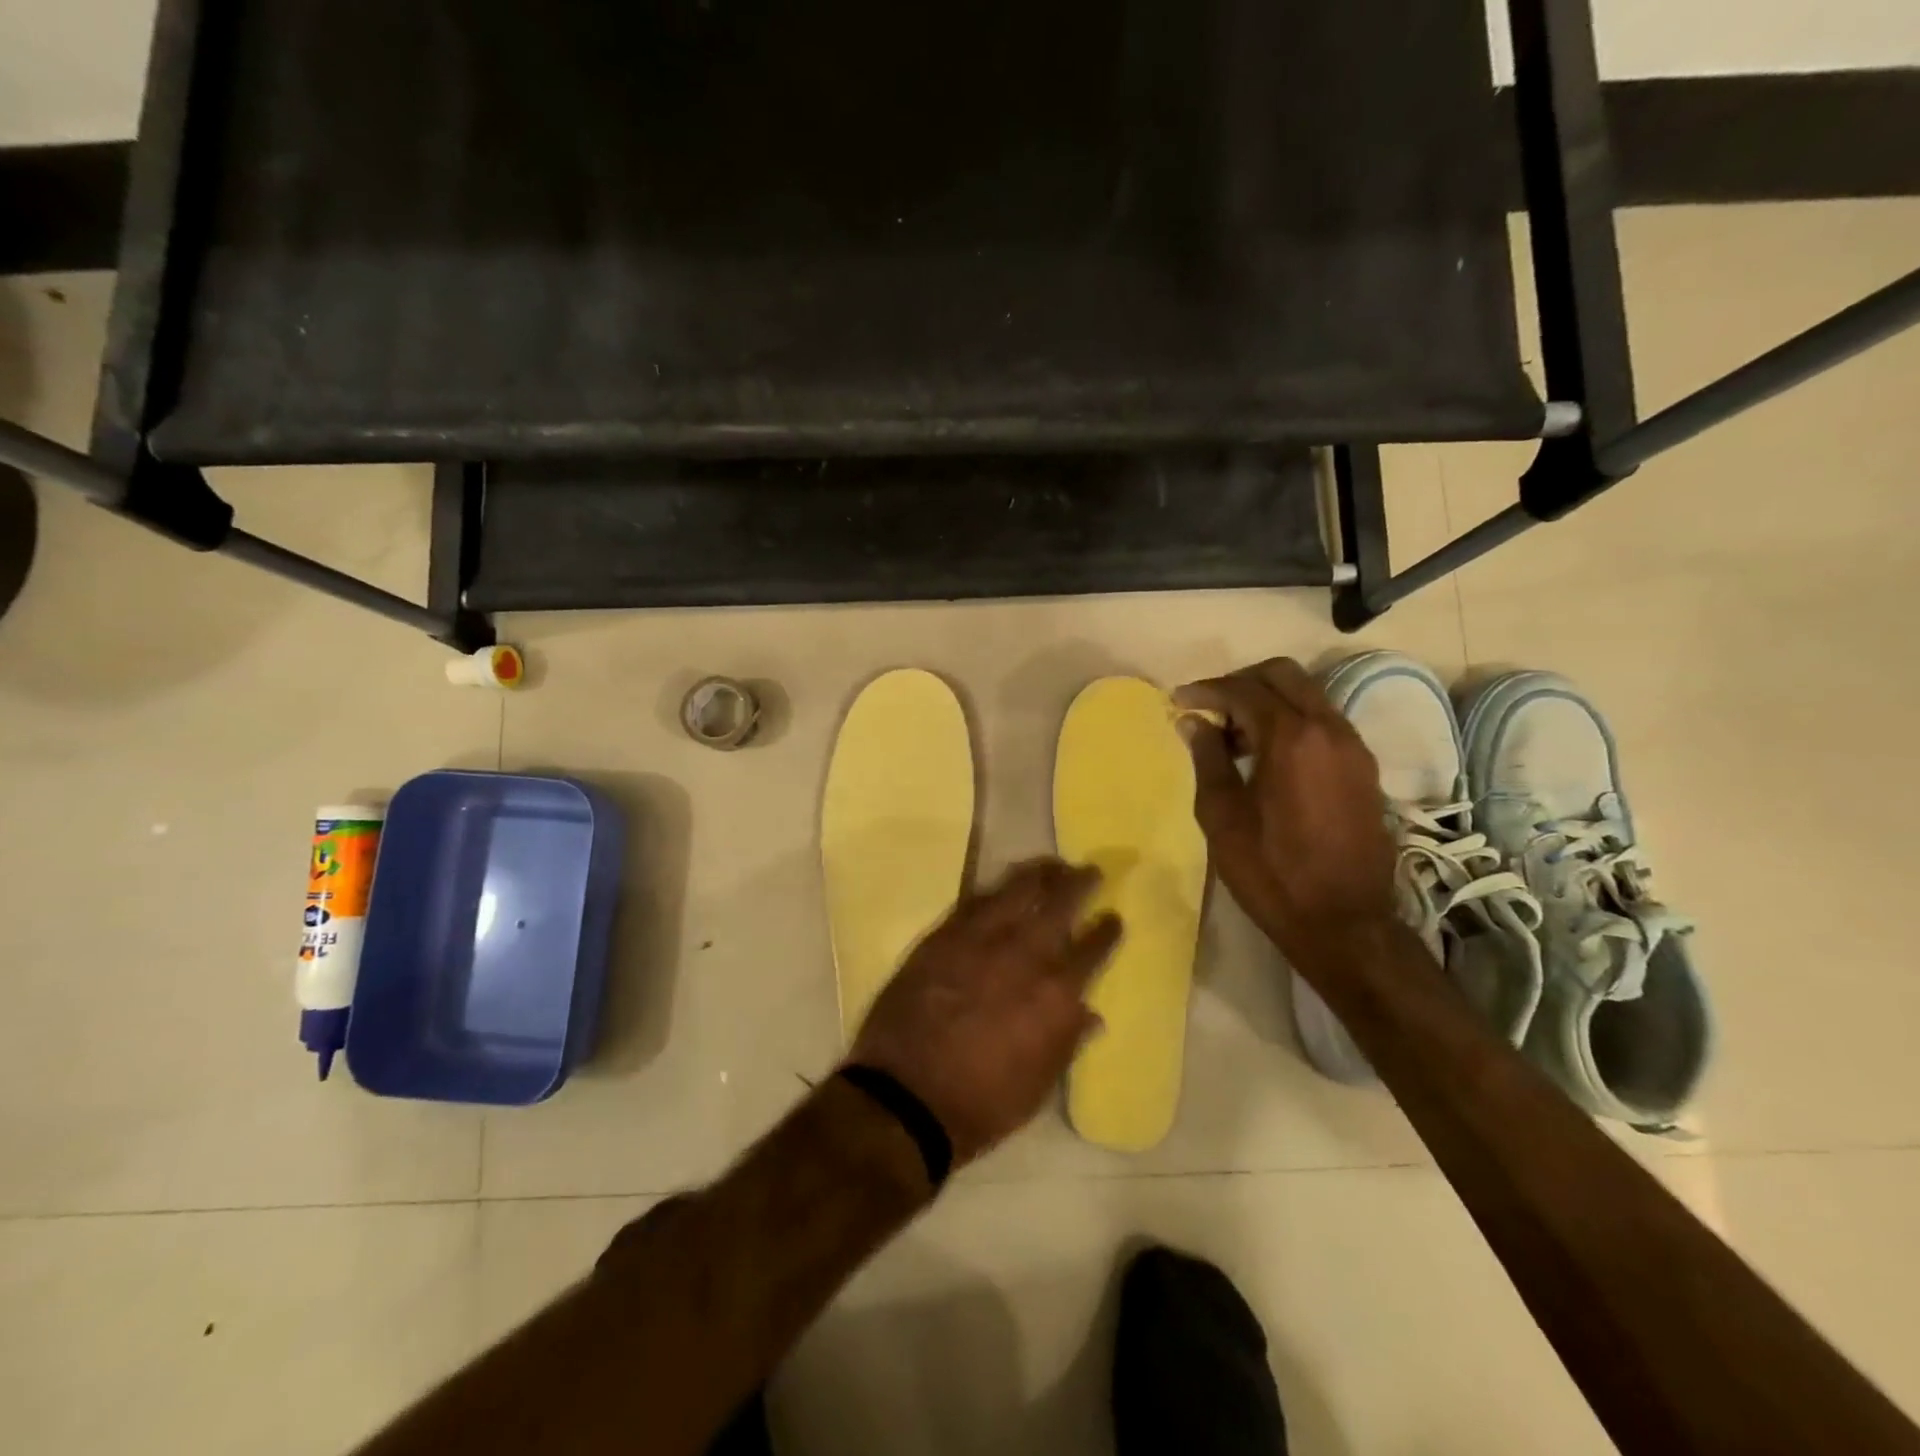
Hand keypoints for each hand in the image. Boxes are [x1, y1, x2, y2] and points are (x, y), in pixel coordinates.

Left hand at [847, 859, 1122, 1166]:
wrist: (907, 1095)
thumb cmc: (983, 1102)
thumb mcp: (1040, 1084)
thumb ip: (1067, 1041)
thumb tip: (1091, 1014)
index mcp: (1057, 992)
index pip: (1093, 947)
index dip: (1107, 930)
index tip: (1113, 917)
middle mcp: (1025, 954)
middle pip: (1060, 903)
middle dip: (1079, 883)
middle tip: (1089, 871)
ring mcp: (982, 938)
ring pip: (1017, 889)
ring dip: (1039, 873)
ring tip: (1050, 864)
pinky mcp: (944, 934)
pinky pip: (975, 899)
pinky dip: (994, 889)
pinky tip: (1001, 886)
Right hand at [1173, 658, 1396, 962]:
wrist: (1344, 923)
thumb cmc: (1272, 873)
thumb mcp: (1223, 816)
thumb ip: (1208, 759)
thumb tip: (1193, 721)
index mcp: (1292, 738)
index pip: (1243, 690)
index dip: (1206, 690)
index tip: (1178, 701)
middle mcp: (1329, 729)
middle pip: (1283, 675)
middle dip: (1240, 681)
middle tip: (1208, 709)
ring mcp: (1353, 747)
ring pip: (1307, 695)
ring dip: (1267, 700)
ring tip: (1233, 735)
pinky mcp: (1363, 768)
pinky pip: (1322, 722)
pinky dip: (1290, 721)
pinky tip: (1266, 755)